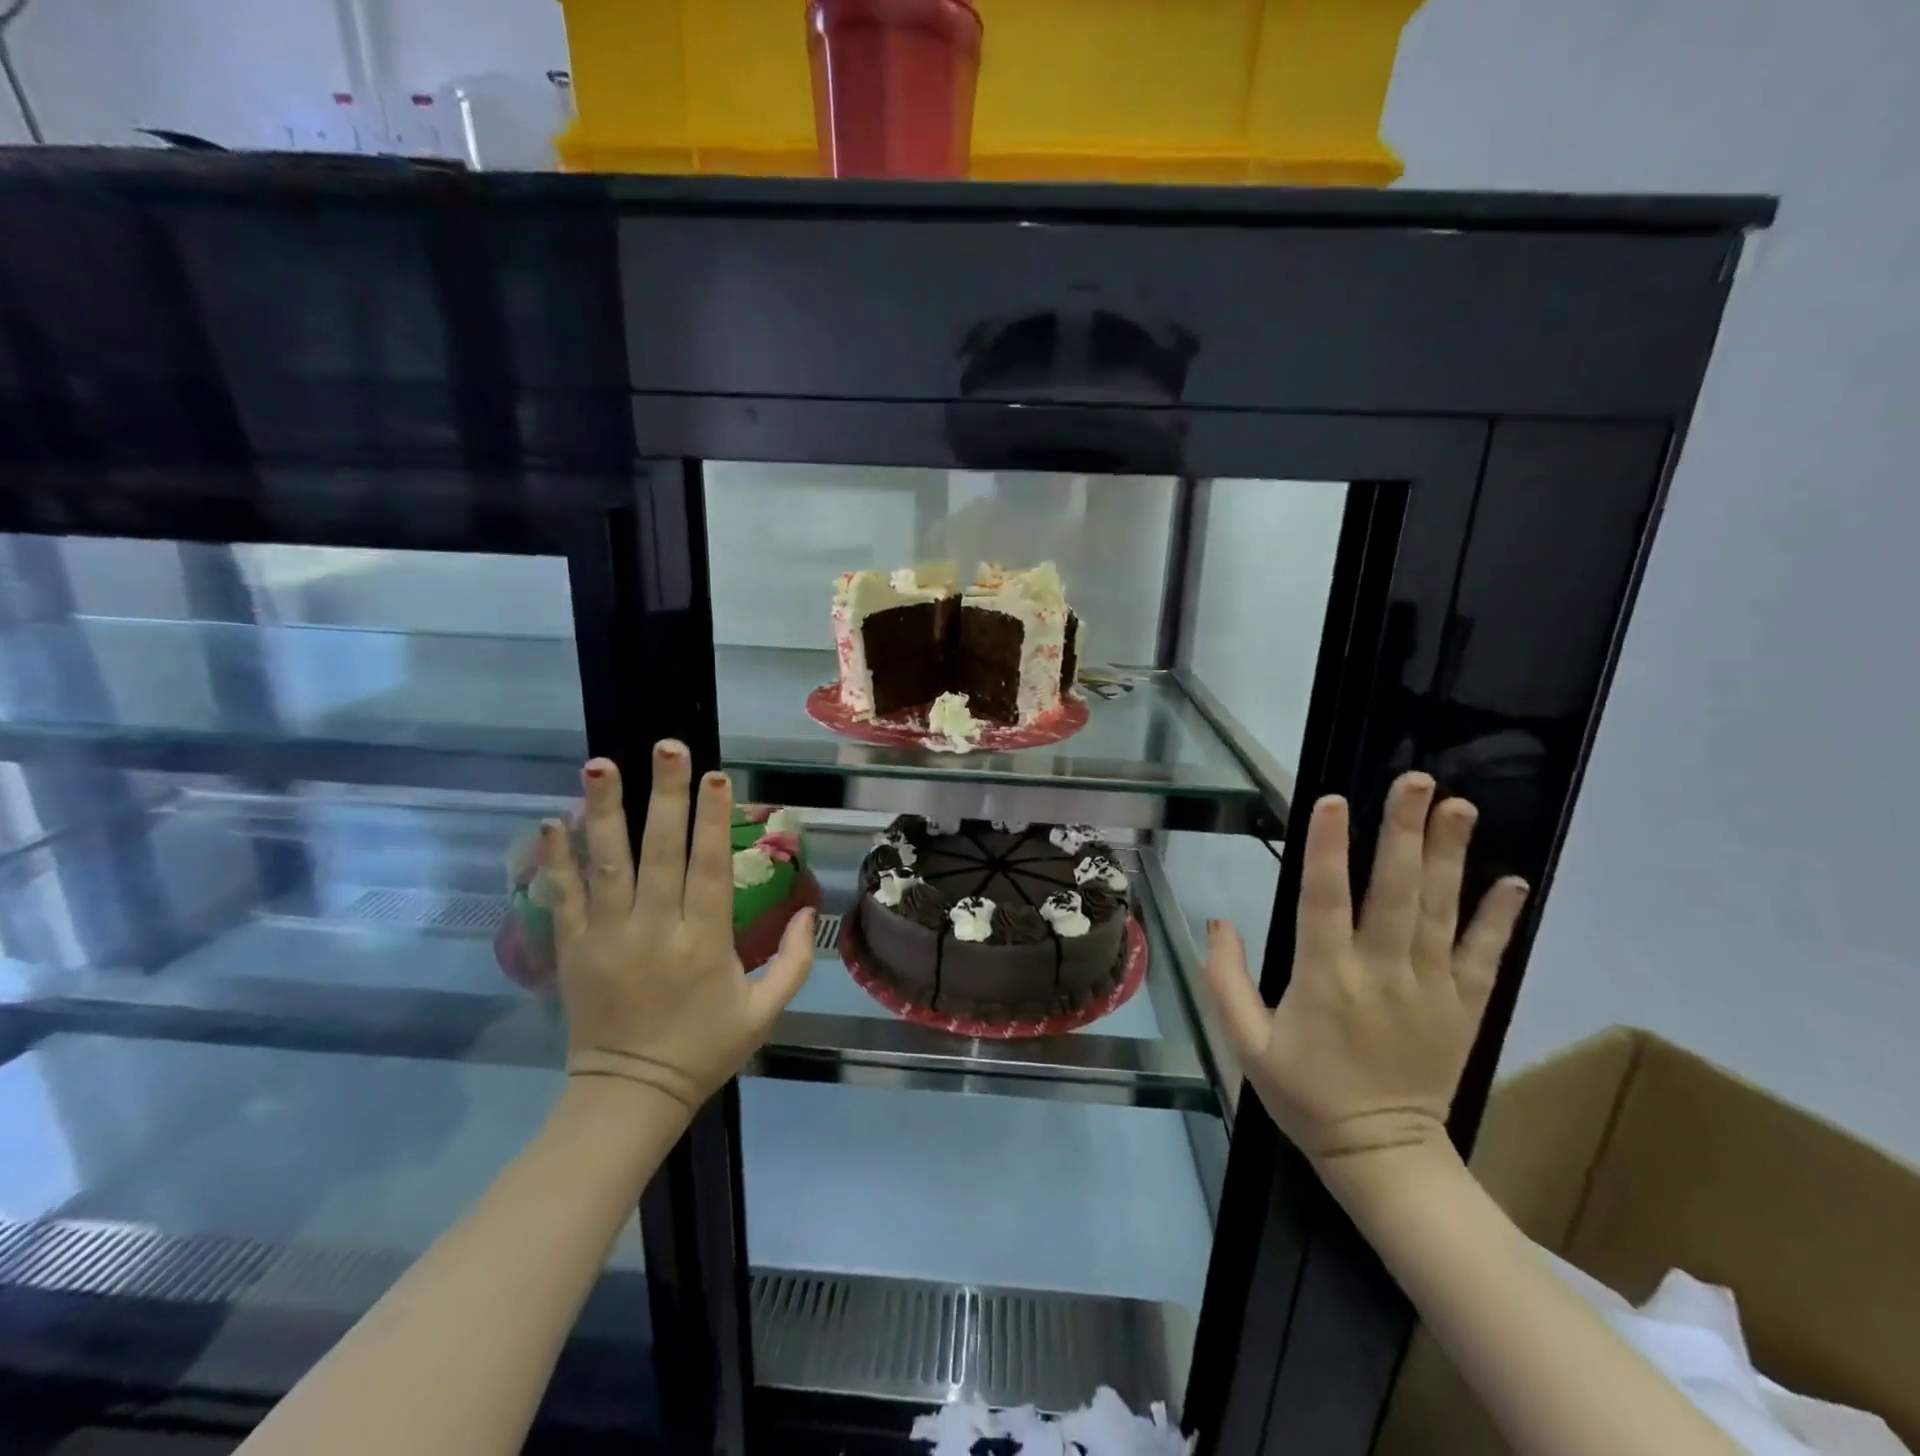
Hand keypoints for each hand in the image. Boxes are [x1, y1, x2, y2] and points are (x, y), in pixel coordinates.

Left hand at [536, 743, 814, 1116]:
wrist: (630, 1095)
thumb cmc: (704, 1049)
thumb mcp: (765, 1012)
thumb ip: (794, 961)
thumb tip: (809, 910)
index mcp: (704, 942)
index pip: (708, 868)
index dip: (713, 820)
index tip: (716, 776)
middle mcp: (654, 930)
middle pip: (660, 852)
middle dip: (666, 796)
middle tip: (667, 747)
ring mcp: (608, 937)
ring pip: (607, 864)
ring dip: (604, 812)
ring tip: (601, 764)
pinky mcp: (572, 950)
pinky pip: (563, 898)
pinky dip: (556, 860)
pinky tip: (551, 820)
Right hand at [1200, 772, 1528, 1167]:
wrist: (1382, 1155)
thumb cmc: (1304, 1094)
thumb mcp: (1245, 1044)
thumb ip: (1225, 980)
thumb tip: (1219, 920)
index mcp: (1325, 979)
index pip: (1325, 901)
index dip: (1328, 850)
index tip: (1333, 802)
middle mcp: (1382, 973)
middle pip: (1394, 892)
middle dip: (1403, 832)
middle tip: (1414, 781)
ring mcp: (1430, 989)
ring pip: (1441, 911)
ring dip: (1449, 856)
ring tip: (1458, 806)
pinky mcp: (1464, 1008)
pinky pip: (1485, 956)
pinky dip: (1499, 917)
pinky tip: (1512, 879)